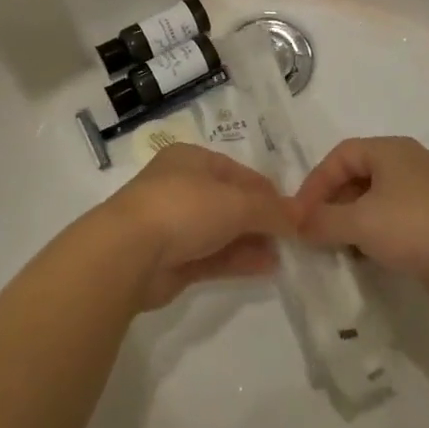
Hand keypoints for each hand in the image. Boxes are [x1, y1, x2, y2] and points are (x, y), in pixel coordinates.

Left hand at [89, 143, 298, 309]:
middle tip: (292, 236)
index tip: (294, 210)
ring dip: (252, 241)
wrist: (129, 252)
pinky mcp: (172, 260)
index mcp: (191, 160)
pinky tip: (267, 268)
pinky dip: (238, 260)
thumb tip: (299, 216)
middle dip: (260, 218)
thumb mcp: (236, 202)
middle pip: (229, 201)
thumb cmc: (184, 208)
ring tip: (285, 255)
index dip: (266, 190)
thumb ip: (270, 210)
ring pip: (221, 231)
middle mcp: (181, 187)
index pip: (237, 172)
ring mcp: (174, 225)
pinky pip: (212, 256)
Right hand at [295, 137, 428, 315]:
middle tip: (314, 231)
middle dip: (331, 203)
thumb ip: (321, 221)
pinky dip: (372, 235)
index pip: (341, 155)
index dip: (316, 182)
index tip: (299, 213)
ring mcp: (423, 195)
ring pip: (373, 201)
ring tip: (334, 247)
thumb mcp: (359, 222)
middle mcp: (407, 165)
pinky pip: (391, 222)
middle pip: (356, 176)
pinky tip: (363, 258)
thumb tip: (294, 224)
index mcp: (390, 151)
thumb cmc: (414, 227)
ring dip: (350, 222)